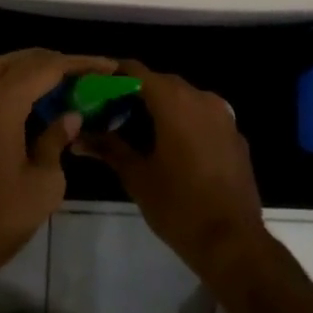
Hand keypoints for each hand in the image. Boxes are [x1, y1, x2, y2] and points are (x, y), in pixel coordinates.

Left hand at [0, 48, 116, 282]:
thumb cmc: (2, 215)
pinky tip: (36, 100)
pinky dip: (16, 82)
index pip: (47, 68)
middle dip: (57, 61)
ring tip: (65, 80)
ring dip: (34, 67)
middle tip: (88, 72)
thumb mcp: (45, 181)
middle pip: (23, 60)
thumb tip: (70, 116)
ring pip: (3, 68)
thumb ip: (57, 139)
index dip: (80, 64)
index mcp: (3, 103)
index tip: (108, 66)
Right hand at [73, 61, 267, 280]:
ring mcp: (223, 116)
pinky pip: (203, 116)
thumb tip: (77, 137)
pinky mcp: (235, 135)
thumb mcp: (137, 177)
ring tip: (139, 133)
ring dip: (162, 108)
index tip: (95, 91)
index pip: (136, 71)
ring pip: (185, 98)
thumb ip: (108, 148)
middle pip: (161, 83)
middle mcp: (201, 98)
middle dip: (136, 94)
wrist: (232, 241)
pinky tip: (173, 148)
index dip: (113, 77)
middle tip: (112, 115)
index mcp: (174, 102)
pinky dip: (185, 122)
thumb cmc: (178, 206)